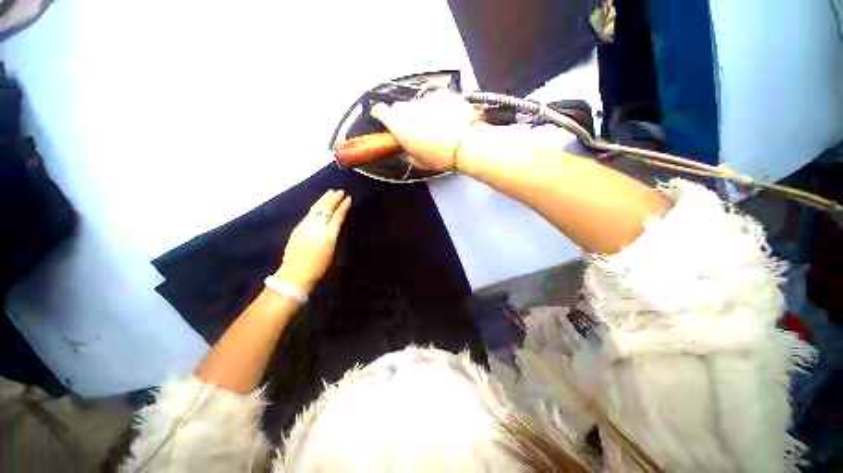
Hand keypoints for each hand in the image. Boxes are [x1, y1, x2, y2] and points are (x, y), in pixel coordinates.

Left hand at [275, 189, 350, 293]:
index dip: (343, 206)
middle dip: (334, 199)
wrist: (295, 276)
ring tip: (330, 192)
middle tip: (340, 191)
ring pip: (315, 209)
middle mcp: (317, 228)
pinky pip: (308, 214)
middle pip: (326, 209)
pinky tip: (318, 204)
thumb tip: (336, 224)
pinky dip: (315, 207)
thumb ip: (334, 236)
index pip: (337, 216)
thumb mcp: (332, 253)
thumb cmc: (319, 269)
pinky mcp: (297, 229)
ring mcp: (305, 227)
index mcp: (328, 236)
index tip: (349, 198)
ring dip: (323, 199)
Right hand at [370, 91, 481, 170]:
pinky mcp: (443, 94)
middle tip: (414, 129)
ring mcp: (426, 98)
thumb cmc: (439, 157)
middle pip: (399, 107)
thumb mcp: (419, 162)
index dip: (379, 114)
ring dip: (422, 112)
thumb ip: (408, 154)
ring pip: (418, 103)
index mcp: (398, 124)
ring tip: (436, 126)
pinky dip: (438, 107)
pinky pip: (435, 99)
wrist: (465, 144)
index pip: (379, 111)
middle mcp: (408, 107)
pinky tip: (448, 118)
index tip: (382, 118)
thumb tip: (406, 151)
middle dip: (403, 117)